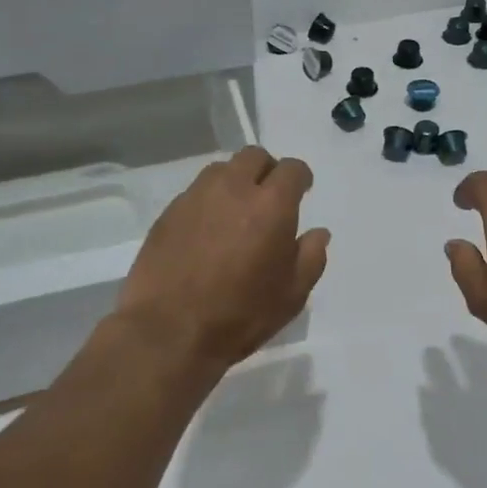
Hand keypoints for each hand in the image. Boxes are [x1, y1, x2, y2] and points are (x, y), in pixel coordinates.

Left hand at [117, 147, 328, 374]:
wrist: (168, 331)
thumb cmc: (240, 315)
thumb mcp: (292, 295)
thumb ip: (312, 257)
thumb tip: (318, 232)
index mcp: (271, 205)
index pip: (292, 169)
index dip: (301, 178)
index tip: (302, 192)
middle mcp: (233, 189)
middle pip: (254, 156)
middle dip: (267, 170)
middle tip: (269, 198)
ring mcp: (196, 197)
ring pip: (222, 170)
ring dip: (236, 181)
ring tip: (236, 212)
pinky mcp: (168, 212)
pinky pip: (196, 192)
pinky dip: (209, 201)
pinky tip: (208, 231)